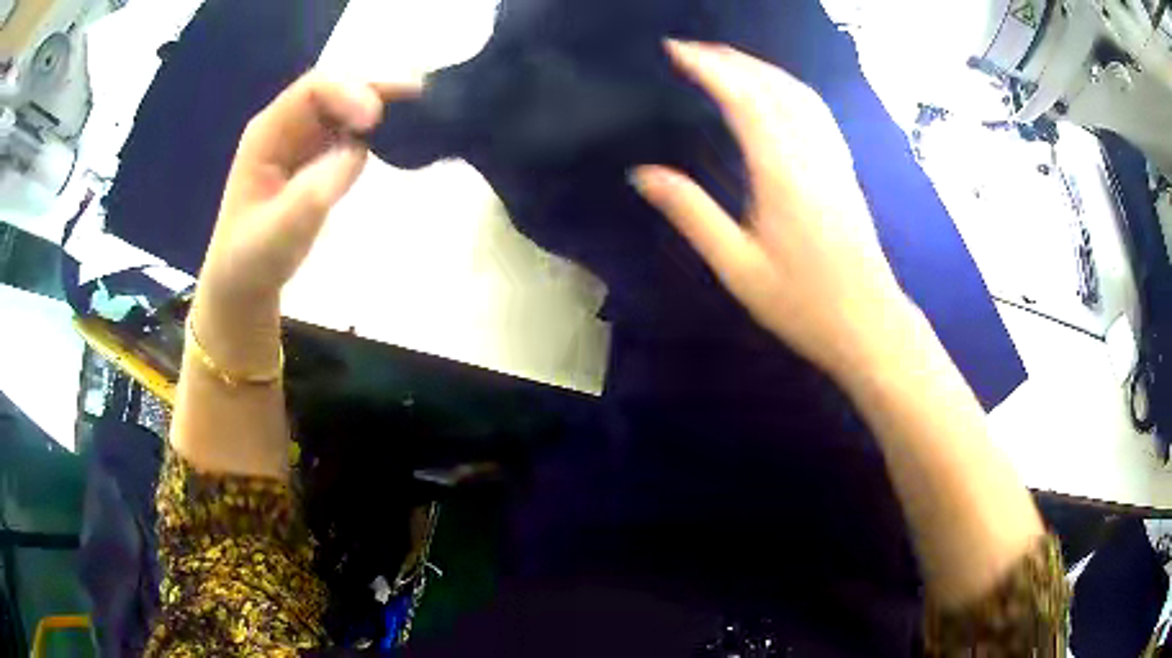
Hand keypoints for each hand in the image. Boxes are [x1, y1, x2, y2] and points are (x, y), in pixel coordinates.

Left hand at [198, 72, 420, 309]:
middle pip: (338, 87)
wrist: (245, 283)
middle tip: (421, 99)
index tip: (375, 119)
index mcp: (268, 133)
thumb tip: (357, 152)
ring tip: (422, 110)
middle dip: (376, 88)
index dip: (348, 93)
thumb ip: (311, 194)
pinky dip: (381, 126)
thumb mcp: (276, 235)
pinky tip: (404, 133)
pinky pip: (354, 128)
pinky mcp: (321, 155)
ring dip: (385, 103)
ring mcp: (306, 138)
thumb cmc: (252, 260)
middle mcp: (289, 125)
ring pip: (349, 103)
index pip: (312, 91)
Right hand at [633, 41, 914, 379]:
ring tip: (726, 59)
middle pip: (772, 86)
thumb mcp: (737, 266)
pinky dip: (788, 86)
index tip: (675, 49)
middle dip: (730, 59)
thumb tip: (643, 173)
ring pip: (798, 93)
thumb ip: (691, 214)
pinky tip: (777, 90)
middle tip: (691, 48)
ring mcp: (833, 158)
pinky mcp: (844, 169)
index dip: (708, 67)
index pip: (742, 99)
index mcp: (781, 172)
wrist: (868, 323)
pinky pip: (816, 111)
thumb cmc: (802, 303)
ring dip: (760, 67)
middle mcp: (810, 153)